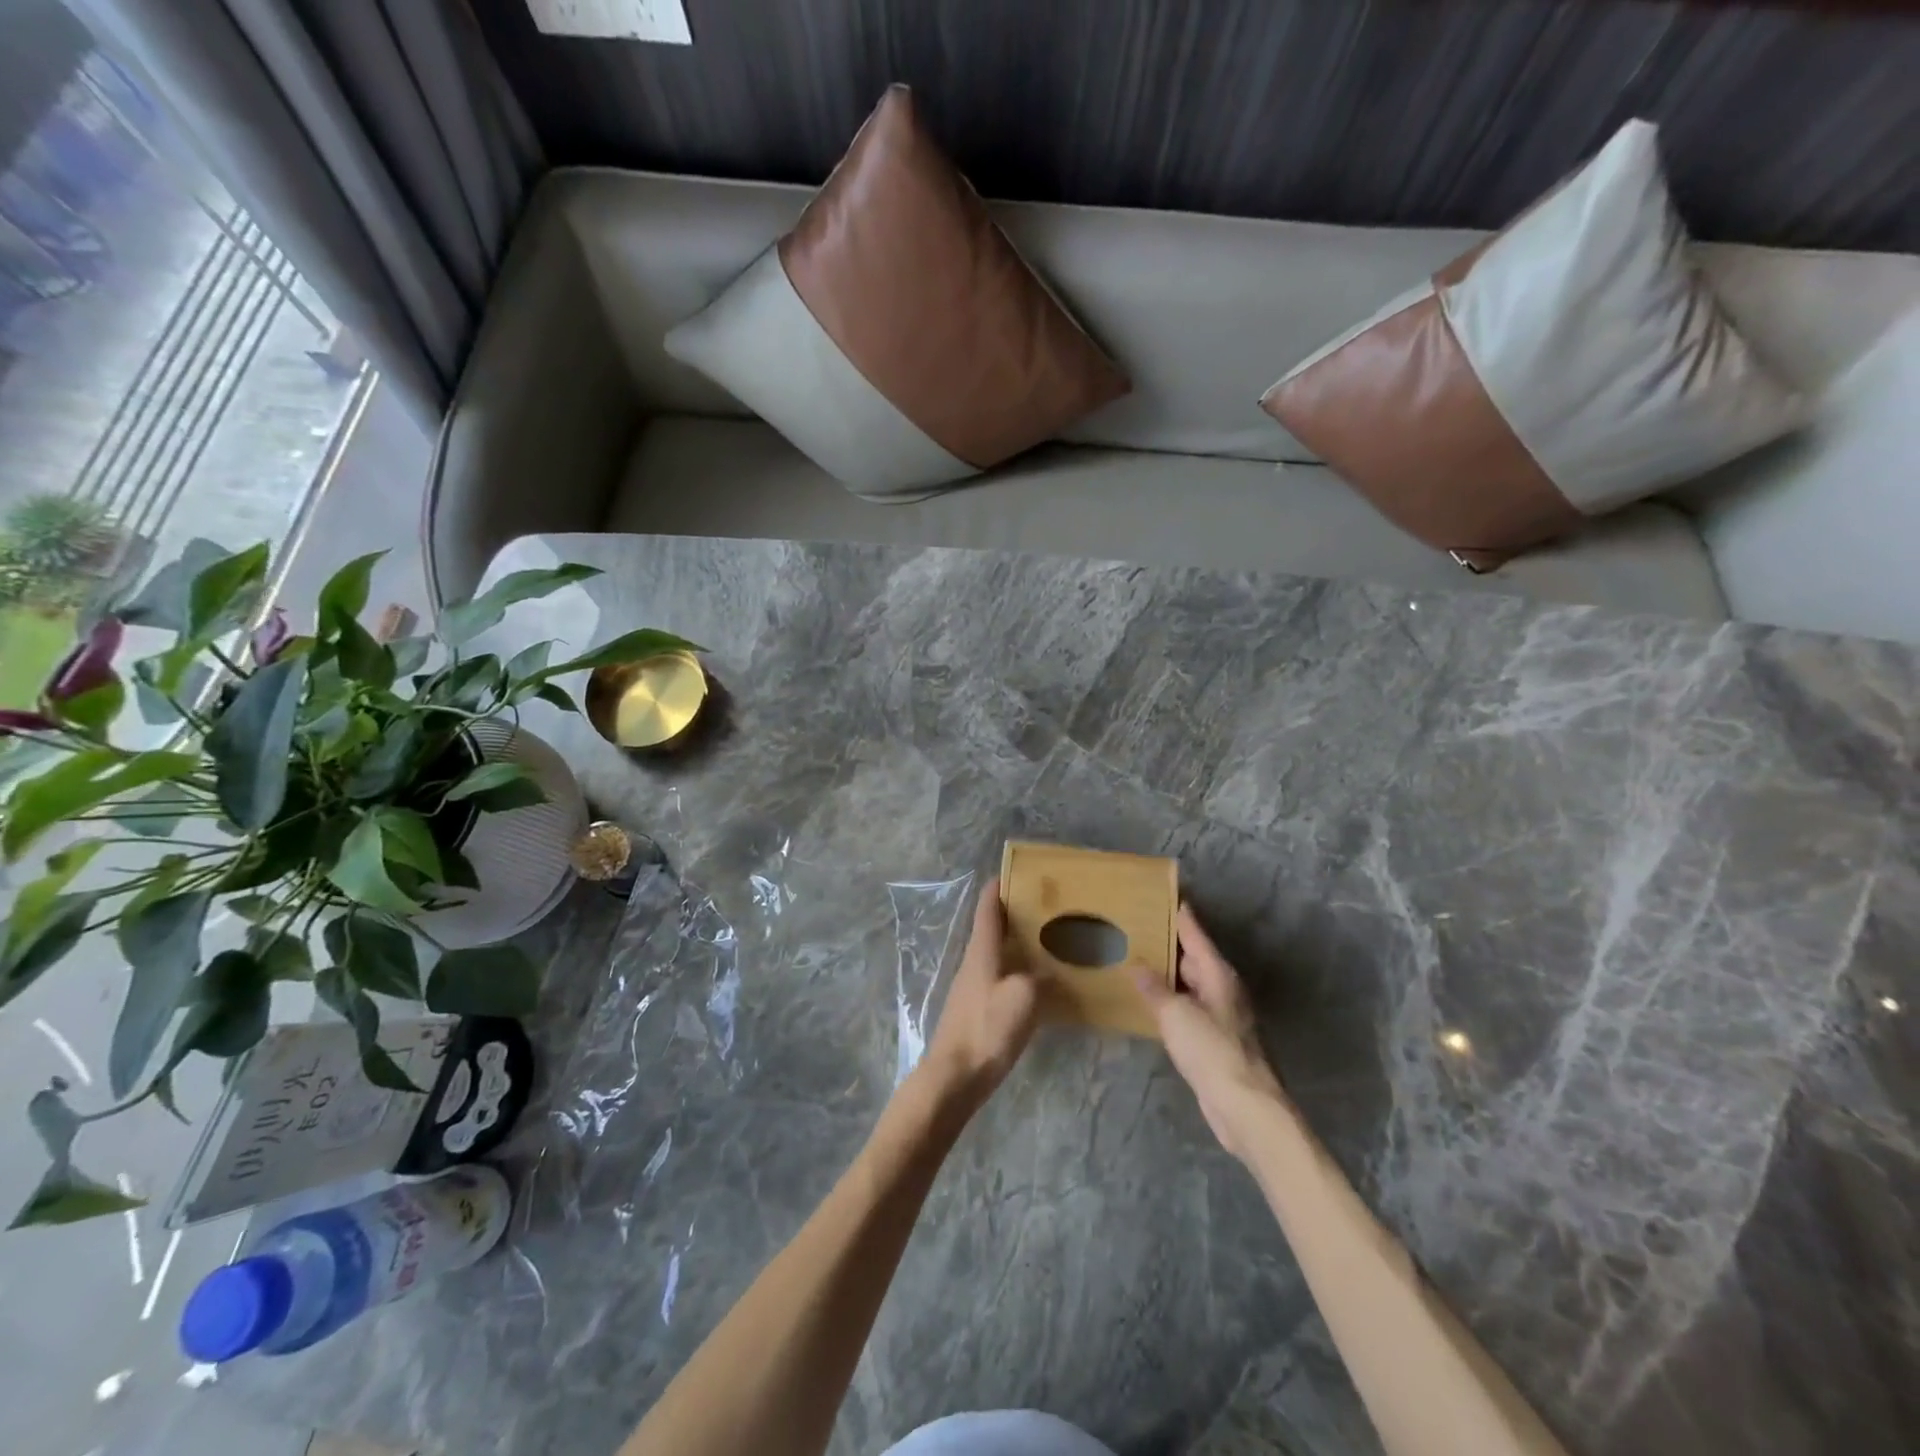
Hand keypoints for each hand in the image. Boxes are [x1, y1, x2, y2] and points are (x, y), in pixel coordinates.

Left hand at [922, 878, 1038, 1110]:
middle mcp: (974, 961)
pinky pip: (1000, 976)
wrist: (954, 1077)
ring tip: (1049, 940)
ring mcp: (973, 986)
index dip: (999, 886)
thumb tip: (1050, 974)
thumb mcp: (1024, 998)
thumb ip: (1040, 978)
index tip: (1017, 872)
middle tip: (1048, 907)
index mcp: (982, 950)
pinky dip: (1018, 969)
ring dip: (1018, 942)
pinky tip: (1038, 982)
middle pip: (993, 927)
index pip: (988, 907)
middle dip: (1016, 913)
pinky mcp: (976, 1008)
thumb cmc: (987, 1028)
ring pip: (997, 952)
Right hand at [1139, 903, 1286, 1162]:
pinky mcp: (1213, 1038)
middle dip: (1167, 942)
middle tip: (1135, 926)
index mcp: (1217, 973)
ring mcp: (1220, 1014)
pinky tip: (1148, 1000)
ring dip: (1166, 973)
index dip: (1179, 913)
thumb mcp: (1176, 1014)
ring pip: (1188, 983)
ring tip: (1134, 958)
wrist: (1244, 1106)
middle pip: (1192, 956)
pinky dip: (1169, 999)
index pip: (1195, 932)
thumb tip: (1136, 965)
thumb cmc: (1212, 1050)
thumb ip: (1154, 988)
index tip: (1162, 893)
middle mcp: (1222, 987)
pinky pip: (1187, 1007)